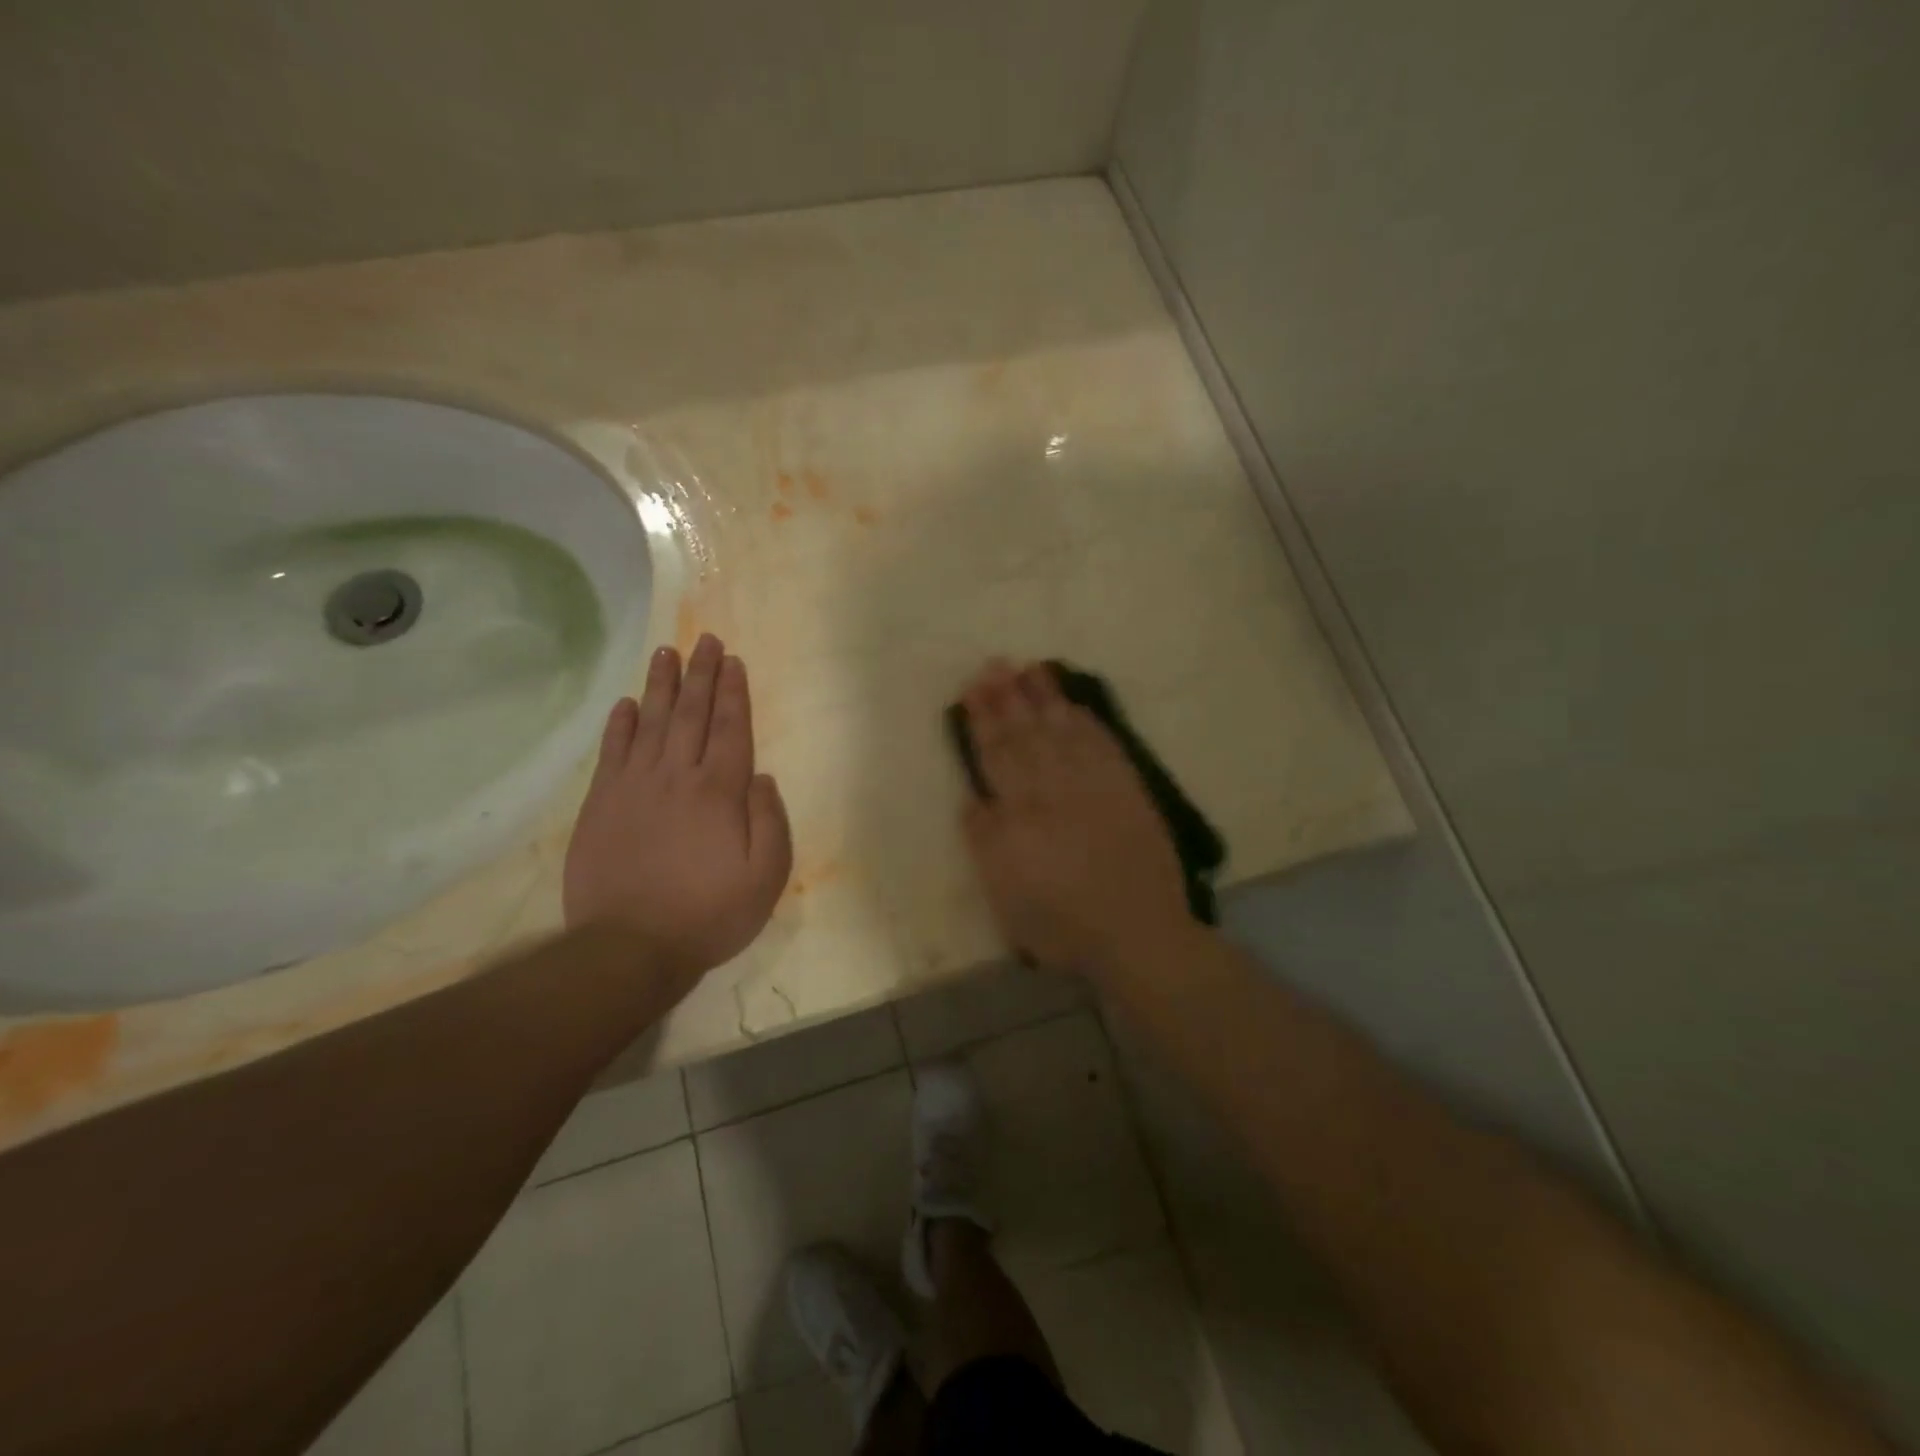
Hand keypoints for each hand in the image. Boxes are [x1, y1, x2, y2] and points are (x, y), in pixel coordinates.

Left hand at [564, 635, 791, 988]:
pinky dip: (620, 725)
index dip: (734, 693)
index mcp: (719, 792)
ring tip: (667, 653)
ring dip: (662, 686)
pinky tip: (626, 704)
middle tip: (706, 641)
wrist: (629, 947)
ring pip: (651, 723)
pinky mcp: (601, 804)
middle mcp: (677, 777)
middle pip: (692, 715)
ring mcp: (634, 787)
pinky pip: (613, 752)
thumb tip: (760, 777)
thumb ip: (770, 822)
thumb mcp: (765, 877)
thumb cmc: (708, 914)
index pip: (731, 729)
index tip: (734, 661)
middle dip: (702, 675)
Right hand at [957, 660, 1189, 976]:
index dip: (983, 721)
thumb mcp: (1005, 896)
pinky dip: (1088, 722)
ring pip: (1064, 730)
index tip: (973, 689)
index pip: (997, 755)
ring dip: (1046, 698)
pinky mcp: (1128, 789)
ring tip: (1032, 668)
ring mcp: (1094, 785)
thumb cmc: (1061, 925)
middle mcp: (1054, 789)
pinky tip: (1076, 705)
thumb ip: (986, 843)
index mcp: (1019, 814)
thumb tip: (974, 798)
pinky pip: (1103, 744)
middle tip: (996, 664)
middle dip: (1009, 697)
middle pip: (1026, 734)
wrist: (1137, 933)